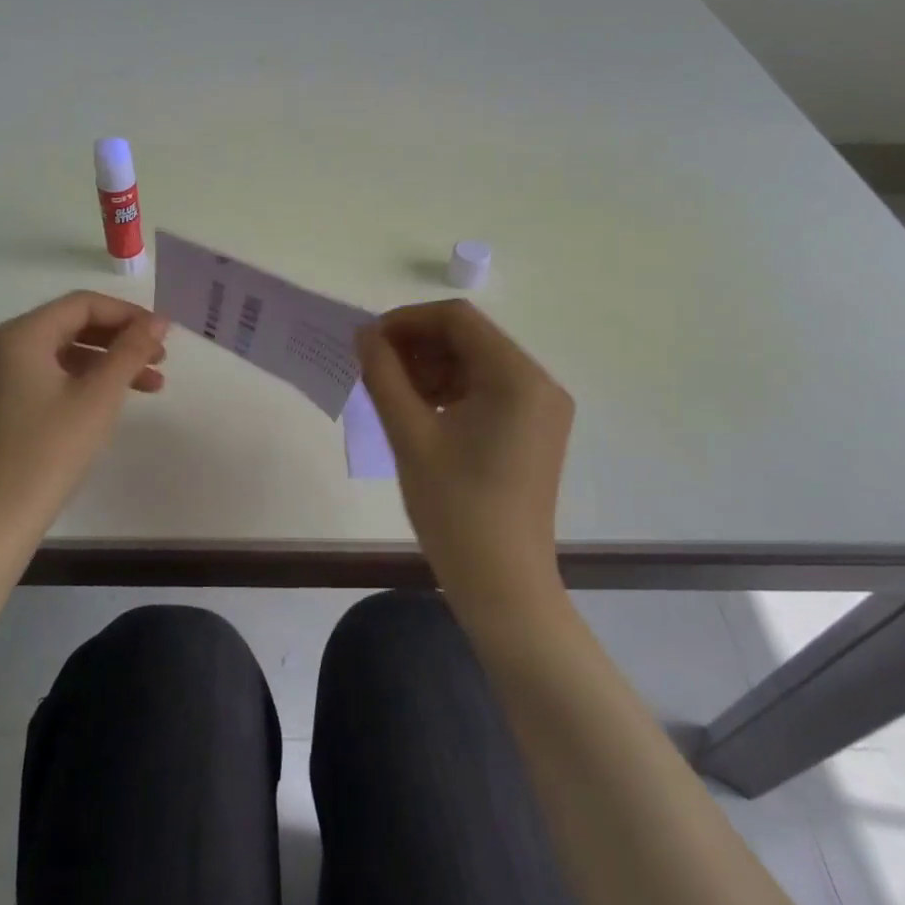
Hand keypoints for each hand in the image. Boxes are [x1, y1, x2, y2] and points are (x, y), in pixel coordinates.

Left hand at [0, 291, 167, 548]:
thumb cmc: (50, 450)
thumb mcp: (99, 396)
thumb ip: (130, 351)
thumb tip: (158, 322)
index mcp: (20, 334)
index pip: (82, 304)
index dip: (128, 314)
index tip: (163, 334)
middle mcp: (1, 346)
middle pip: (71, 325)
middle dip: (120, 339)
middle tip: (160, 359)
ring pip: (62, 353)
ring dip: (107, 363)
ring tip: (150, 385)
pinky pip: (47, 375)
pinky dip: (82, 380)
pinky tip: (111, 400)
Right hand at [356, 300, 573, 613]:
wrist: (502, 585)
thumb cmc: (455, 508)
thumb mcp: (409, 434)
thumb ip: (383, 374)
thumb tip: (364, 334)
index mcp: (517, 377)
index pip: (457, 319)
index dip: (407, 320)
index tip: (369, 341)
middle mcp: (538, 383)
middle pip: (468, 338)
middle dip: (417, 344)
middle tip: (374, 367)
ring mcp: (540, 408)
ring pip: (475, 363)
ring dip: (430, 367)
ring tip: (390, 391)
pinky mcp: (533, 430)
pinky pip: (485, 390)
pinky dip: (449, 390)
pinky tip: (418, 410)